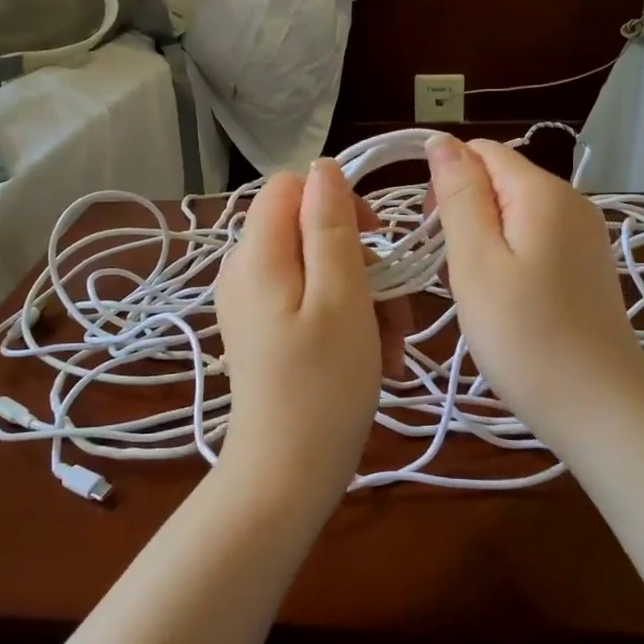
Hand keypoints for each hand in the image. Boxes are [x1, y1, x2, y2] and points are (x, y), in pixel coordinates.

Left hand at [214, 158, 405, 515]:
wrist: (286, 475)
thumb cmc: (322, 386)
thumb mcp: (341, 297)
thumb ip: (330, 225)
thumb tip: (323, 168)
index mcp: (257, 254)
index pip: (292, 187)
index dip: (338, 201)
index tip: (376, 239)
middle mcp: (246, 271)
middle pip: (310, 231)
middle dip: (363, 263)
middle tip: (396, 310)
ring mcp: (255, 304)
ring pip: (320, 271)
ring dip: (366, 299)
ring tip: (392, 347)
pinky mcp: (267, 331)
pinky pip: (312, 303)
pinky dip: (348, 321)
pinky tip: (378, 360)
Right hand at [426, 134, 643, 450]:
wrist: (600, 410)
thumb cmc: (525, 336)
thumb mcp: (476, 262)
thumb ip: (459, 196)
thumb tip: (442, 141)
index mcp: (544, 192)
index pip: (482, 151)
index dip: (446, 181)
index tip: (433, 234)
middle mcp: (572, 202)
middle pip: (499, 180)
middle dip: (463, 210)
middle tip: (452, 268)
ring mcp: (585, 236)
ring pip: (514, 213)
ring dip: (483, 239)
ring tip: (475, 289)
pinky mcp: (586, 267)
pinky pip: (534, 240)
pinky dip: (508, 258)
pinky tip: (504, 299)